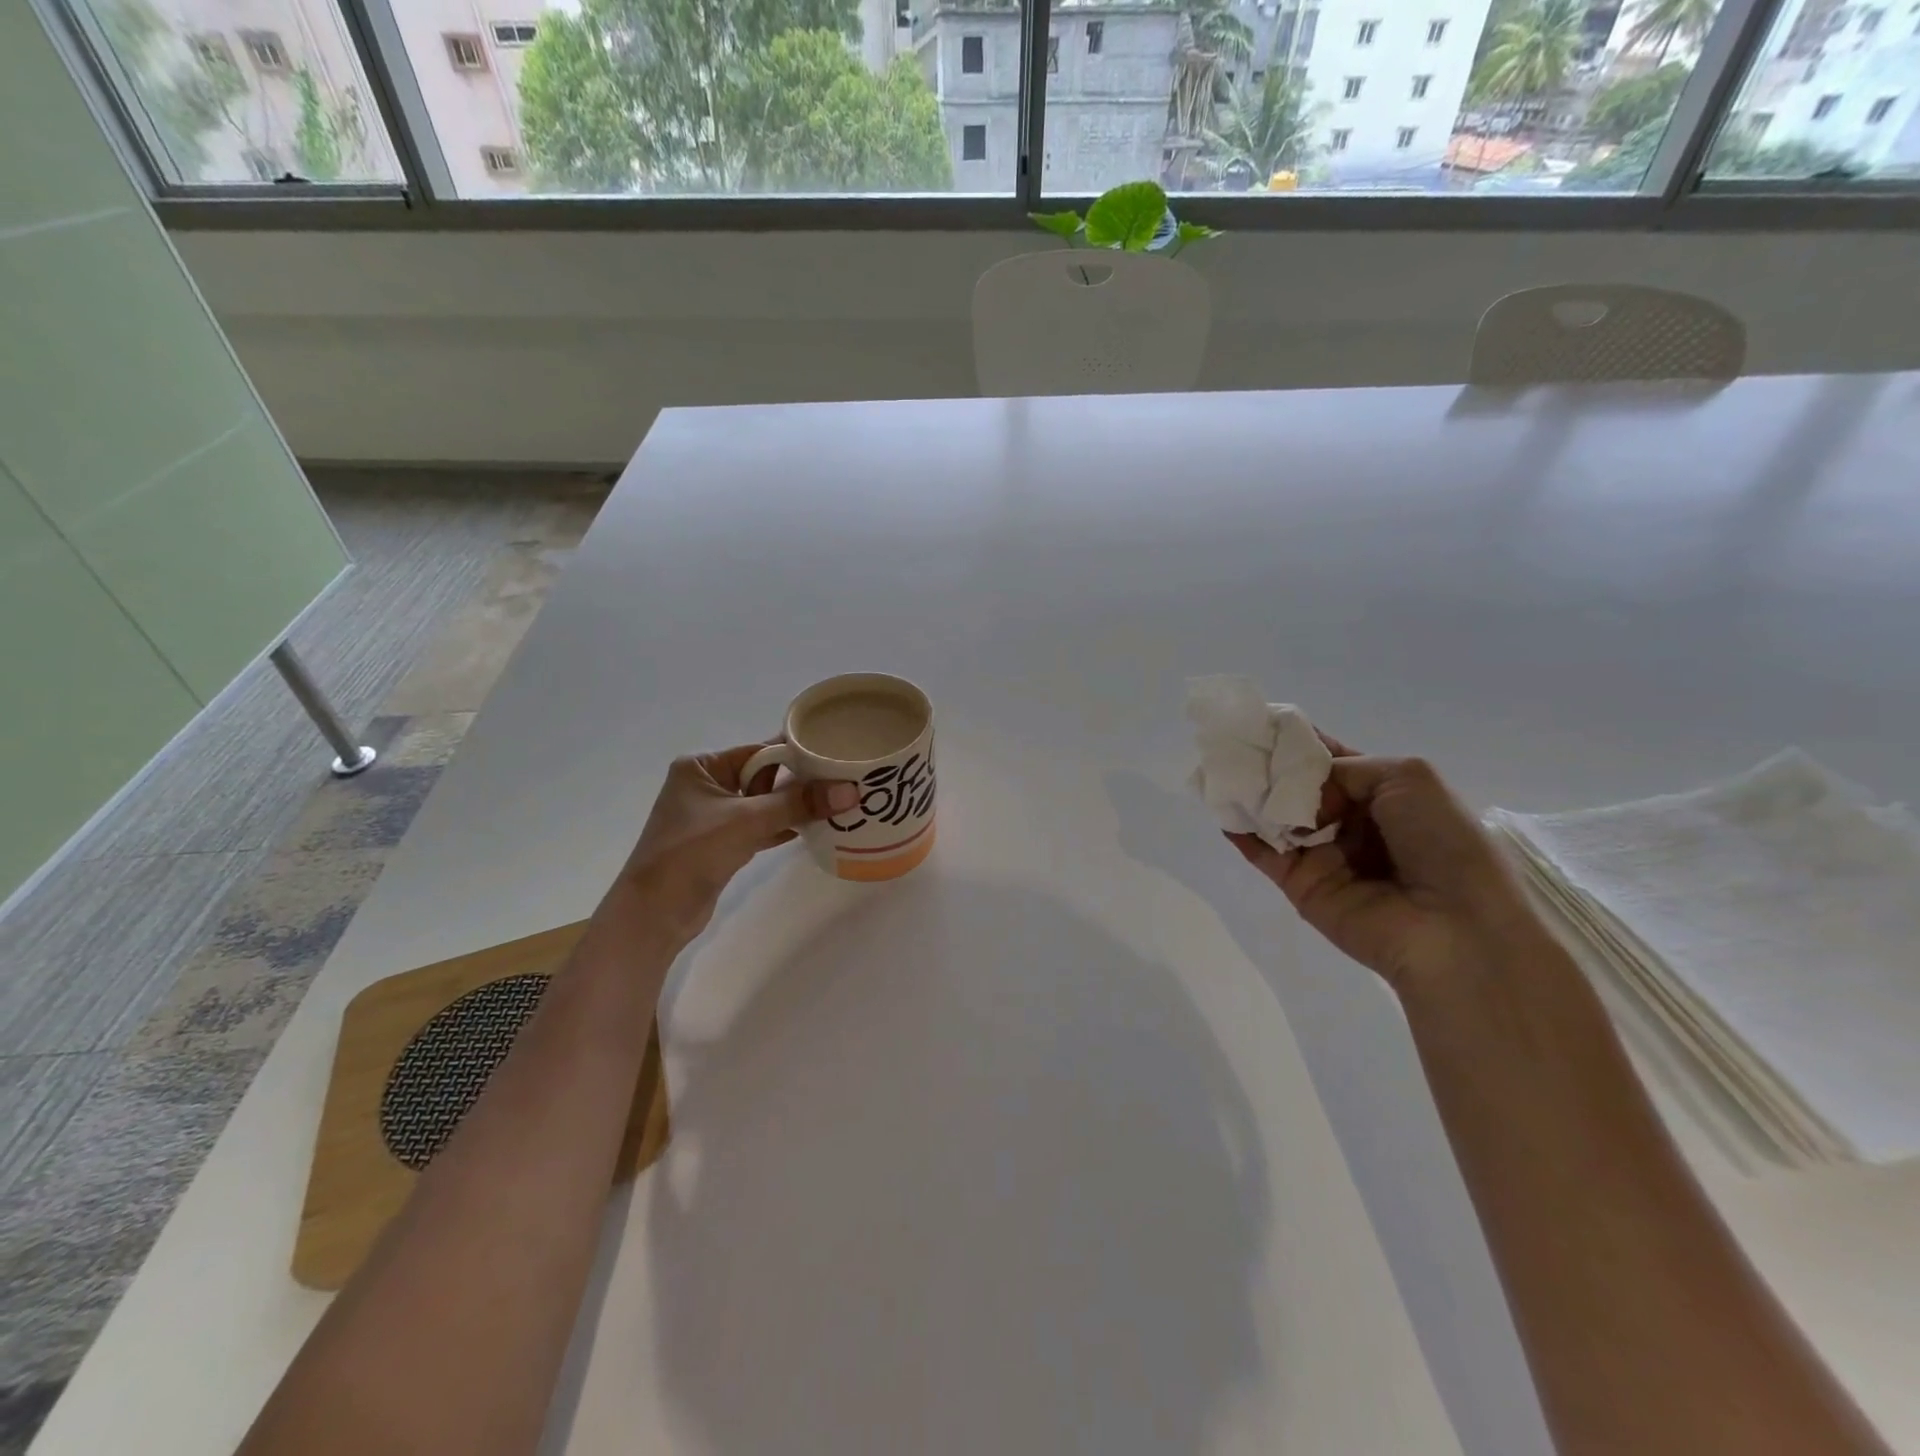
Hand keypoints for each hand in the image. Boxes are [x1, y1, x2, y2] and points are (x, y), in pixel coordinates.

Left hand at [608, 745, 856, 944]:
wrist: (654, 913)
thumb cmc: (692, 852)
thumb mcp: (748, 820)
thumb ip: (799, 803)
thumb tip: (850, 791)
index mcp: (702, 765)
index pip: (760, 750)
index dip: (798, 753)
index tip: (836, 754)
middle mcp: (707, 785)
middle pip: (765, 776)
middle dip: (801, 782)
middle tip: (845, 780)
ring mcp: (714, 816)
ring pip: (765, 804)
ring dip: (796, 807)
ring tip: (838, 804)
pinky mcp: (722, 844)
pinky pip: (762, 827)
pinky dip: (785, 827)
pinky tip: (816, 829)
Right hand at [1228, 742, 1552, 997]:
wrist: (1452, 926)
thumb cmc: (1443, 842)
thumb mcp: (1409, 777)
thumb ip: (1347, 767)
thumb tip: (1302, 789)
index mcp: (1383, 795)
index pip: (1332, 762)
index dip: (1300, 743)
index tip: (1263, 723)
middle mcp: (1349, 822)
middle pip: (1298, 787)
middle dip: (1268, 766)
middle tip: (1232, 743)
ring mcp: (1322, 854)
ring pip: (1277, 817)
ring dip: (1251, 794)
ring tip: (1219, 769)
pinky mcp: (1300, 885)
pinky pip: (1265, 853)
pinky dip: (1241, 833)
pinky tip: (1222, 811)